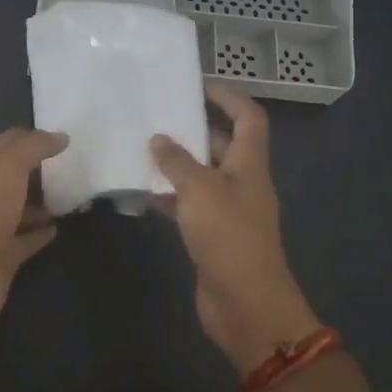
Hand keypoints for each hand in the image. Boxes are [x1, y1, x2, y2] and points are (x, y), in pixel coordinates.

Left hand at [0, 127, 67, 332]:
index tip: (59, 138)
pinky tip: (59, 228)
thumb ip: (34, 147)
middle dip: (37, 170)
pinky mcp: (4, 258)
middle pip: (13, 177)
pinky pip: (26, 241)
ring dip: (41, 202)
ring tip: (71, 196)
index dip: (28, 138)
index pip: (4, 145)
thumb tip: (61, 136)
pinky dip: (41, 233)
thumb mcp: (9, 166)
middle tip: (71, 165)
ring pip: (20, 209)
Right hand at [152, 86, 320, 373]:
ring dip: (177, 164)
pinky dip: (170, 196)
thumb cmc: (228, 236)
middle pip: (221, 145)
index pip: (248, 117)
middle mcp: (242, 182)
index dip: (228, 97)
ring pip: (202, 175)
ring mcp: (228, 210)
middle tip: (157, 117)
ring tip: (142, 150)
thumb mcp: (200, 190)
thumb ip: (177, 162)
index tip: (197, 86)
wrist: (245, 305)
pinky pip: (190, 204)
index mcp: (249, 164)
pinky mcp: (213, 235)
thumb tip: (159, 139)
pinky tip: (143, 193)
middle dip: (193, 130)